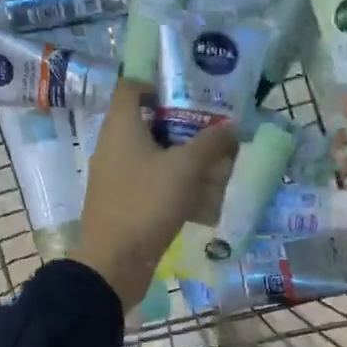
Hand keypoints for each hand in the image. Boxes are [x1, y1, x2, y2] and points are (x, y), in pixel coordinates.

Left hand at [75, 79, 237, 309]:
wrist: (113, 263)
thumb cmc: (145, 203)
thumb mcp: (185, 169)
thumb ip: (211, 143)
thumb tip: (233, 125)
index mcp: (121, 127)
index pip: (132, 86)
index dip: (158, 82)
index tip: (191, 91)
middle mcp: (114, 145)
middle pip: (149, 122)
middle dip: (184, 125)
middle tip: (216, 127)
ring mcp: (117, 176)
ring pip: (154, 155)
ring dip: (184, 157)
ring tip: (218, 162)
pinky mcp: (125, 202)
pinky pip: (153, 182)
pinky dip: (176, 184)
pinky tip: (205, 197)